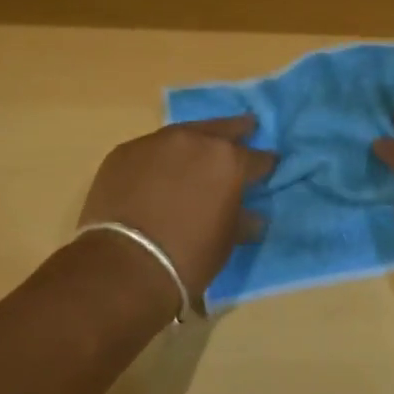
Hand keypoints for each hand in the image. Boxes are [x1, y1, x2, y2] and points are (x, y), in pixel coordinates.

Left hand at [78, 114, 275, 301]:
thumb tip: (252, 216)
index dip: (265, 164)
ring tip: (200, 147)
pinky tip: (159, 169)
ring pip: (184, 134)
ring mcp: (157, 143)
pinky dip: (160, 157)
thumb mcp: (227, 241)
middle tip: (247, 128)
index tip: (268, 166)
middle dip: (238, 130)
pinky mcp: (124, 152)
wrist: (124, 266)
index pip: (257, 158)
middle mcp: (196, 141)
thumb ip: (242, 220)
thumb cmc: (188, 257)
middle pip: (222, 128)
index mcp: (229, 161)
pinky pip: (151, 150)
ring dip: (195, 141)